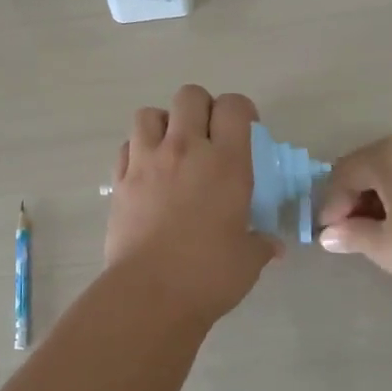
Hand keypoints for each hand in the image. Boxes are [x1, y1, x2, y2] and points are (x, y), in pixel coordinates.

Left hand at [105, 86, 282, 321]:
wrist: (149, 294)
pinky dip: (137, 151)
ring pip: (149, 113)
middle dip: (201, 108)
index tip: (245, 131)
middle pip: (190, 96)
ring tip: (172, 149)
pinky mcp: (119, 180)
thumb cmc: (208, 275)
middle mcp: (185, 149)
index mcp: (225, 162)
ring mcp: (147, 161)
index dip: (241, 111)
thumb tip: (272, 245)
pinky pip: (127, 146)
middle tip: (208, 136)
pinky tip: (147, 173)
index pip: (234, 106)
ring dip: (163, 124)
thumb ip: (261, 244)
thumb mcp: (248, 259)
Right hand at [316, 133, 391, 293]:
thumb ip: (352, 236)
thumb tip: (329, 235)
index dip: (331, 207)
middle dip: (352, 200)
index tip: (331, 238)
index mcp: (385, 154)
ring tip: (380, 232)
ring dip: (377, 198)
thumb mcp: (387, 247)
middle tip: (352, 235)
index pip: (341, 175)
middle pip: (365, 167)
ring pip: (390, 170)